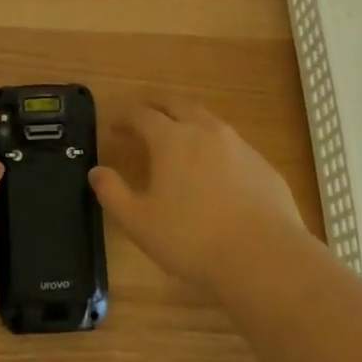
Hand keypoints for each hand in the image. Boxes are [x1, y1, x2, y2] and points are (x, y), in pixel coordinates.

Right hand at [90, 100, 305, 296]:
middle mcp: (204, 130)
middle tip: (143, 117)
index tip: (115, 127)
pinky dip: (214, 146)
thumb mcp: (139, 222)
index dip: (125, 117)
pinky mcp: (262, 164)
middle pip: (176, 104)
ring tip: (178, 138)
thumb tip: (96, 171)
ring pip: (207, 119)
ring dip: (187, 121)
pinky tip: (215, 170)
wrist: (265, 257)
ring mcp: (238, 145)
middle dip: (156, 106)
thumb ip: (113, 193)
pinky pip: (231, 144)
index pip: (141, 114)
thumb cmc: (192, 239)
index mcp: (171, 138)